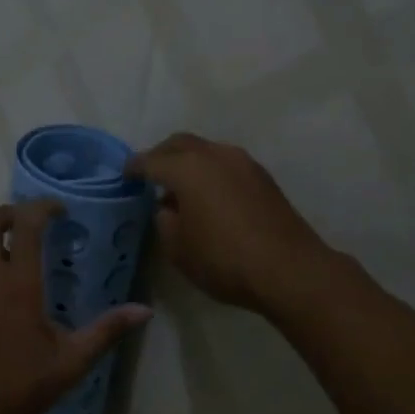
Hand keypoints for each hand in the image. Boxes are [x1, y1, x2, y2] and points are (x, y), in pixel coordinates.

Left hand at [0, 201, 151, 413]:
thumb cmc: (19, 387)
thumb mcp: (71, 362)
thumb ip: (107, 331)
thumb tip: (145, 311)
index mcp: (18, 283)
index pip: (27, 224)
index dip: (43, 207)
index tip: (60, 210)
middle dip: (10, 213)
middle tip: (32, 223)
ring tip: (12, 253)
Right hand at [125, 133, 344, 312]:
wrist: (290, 270)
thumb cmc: (224, 260)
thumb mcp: (178, 249)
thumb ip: (165, 221)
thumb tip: (169, 207)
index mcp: (187, 168)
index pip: (151, 160)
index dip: (134, 168)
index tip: (124, 175)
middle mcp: (214, 155)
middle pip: (180, 143)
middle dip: (161, 155)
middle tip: (150, 173)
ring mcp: (243, 163)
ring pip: (206, 150)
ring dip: (188, 161)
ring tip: (180, 186)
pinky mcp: (263, 177)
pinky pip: (225, 163)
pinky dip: (210, 171)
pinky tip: (208, 195)